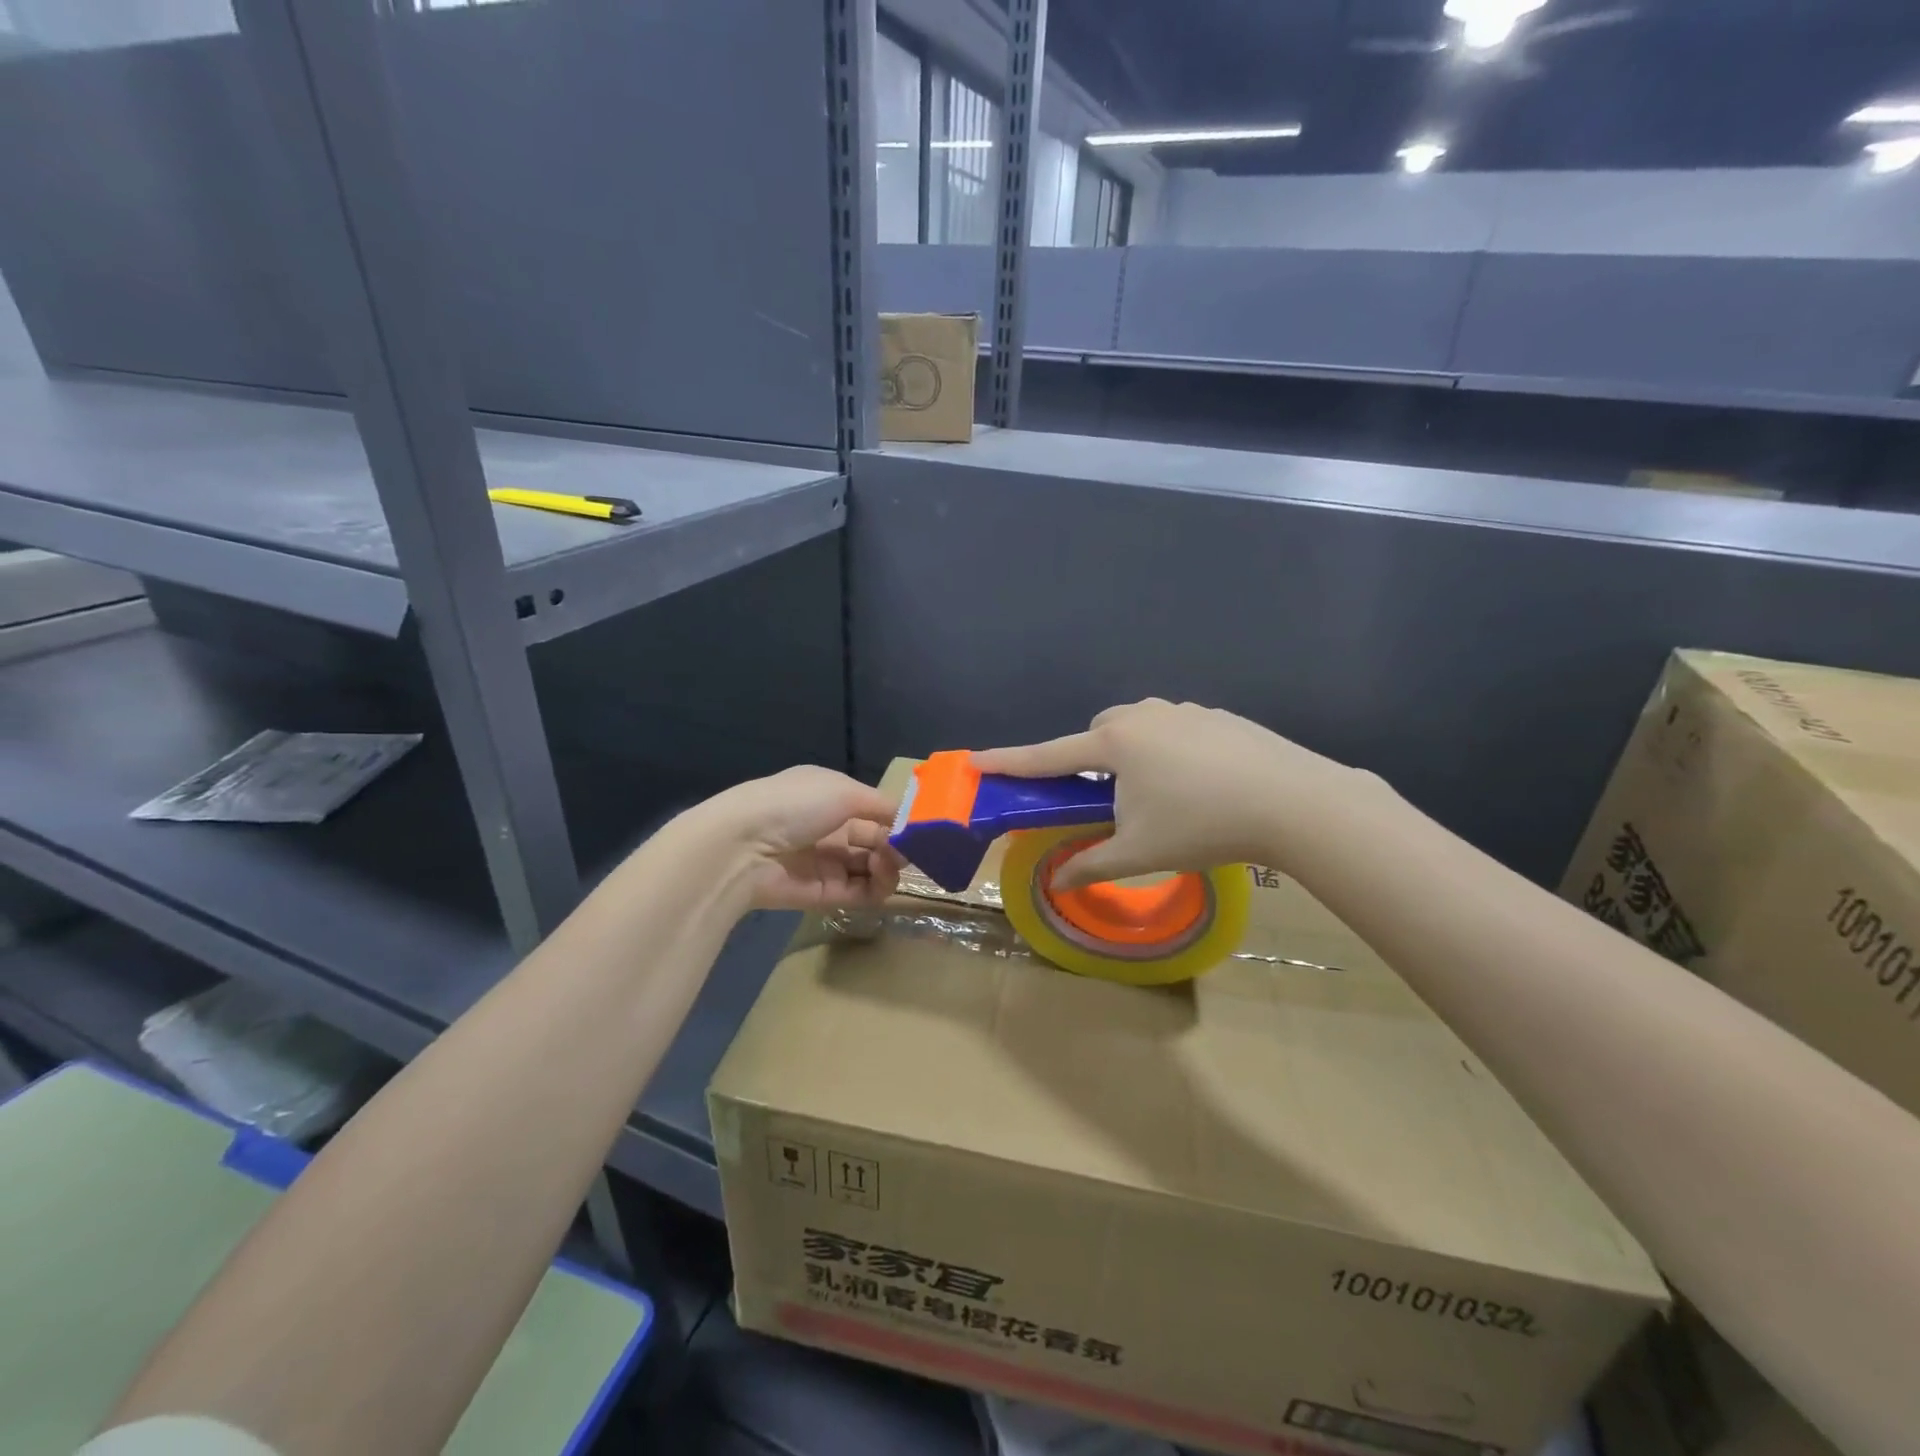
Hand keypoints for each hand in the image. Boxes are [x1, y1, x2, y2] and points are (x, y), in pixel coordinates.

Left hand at [692, 766, 903, 911]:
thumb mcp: (844, 790)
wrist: (744, 846)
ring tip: (887, 865)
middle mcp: (830, 829)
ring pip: (872, 868)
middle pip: (876, 840)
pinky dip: (876, 888)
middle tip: (906, 852)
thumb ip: (881, 805)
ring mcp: (827, 863)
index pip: (874, 810)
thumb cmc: (796, 805)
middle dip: (896, 845)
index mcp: (832, 797)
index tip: (918, 830)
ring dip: (888, 867)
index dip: (897, 820)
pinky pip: (860, 892)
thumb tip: (908, 819)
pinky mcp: (823, 894)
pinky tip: (881, 880)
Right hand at [973, 699, 1377, 887]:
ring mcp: (1183, 710)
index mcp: (1114, 743)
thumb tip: (1057, 881)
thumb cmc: (1202, 824)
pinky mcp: (1217, 716)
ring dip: (1131, 755)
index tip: (974, 761)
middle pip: (1096, 735)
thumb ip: (1091, 863)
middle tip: (1107, 800)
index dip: (1008, 762)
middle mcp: (1142, 715)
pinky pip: (1174, 729)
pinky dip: (1168, 752)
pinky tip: (1198, 785)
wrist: (1294, 801)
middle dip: (1089, 761)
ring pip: (1137, 728)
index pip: (1047, 755)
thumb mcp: (1140, 852)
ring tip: (1158, 795)